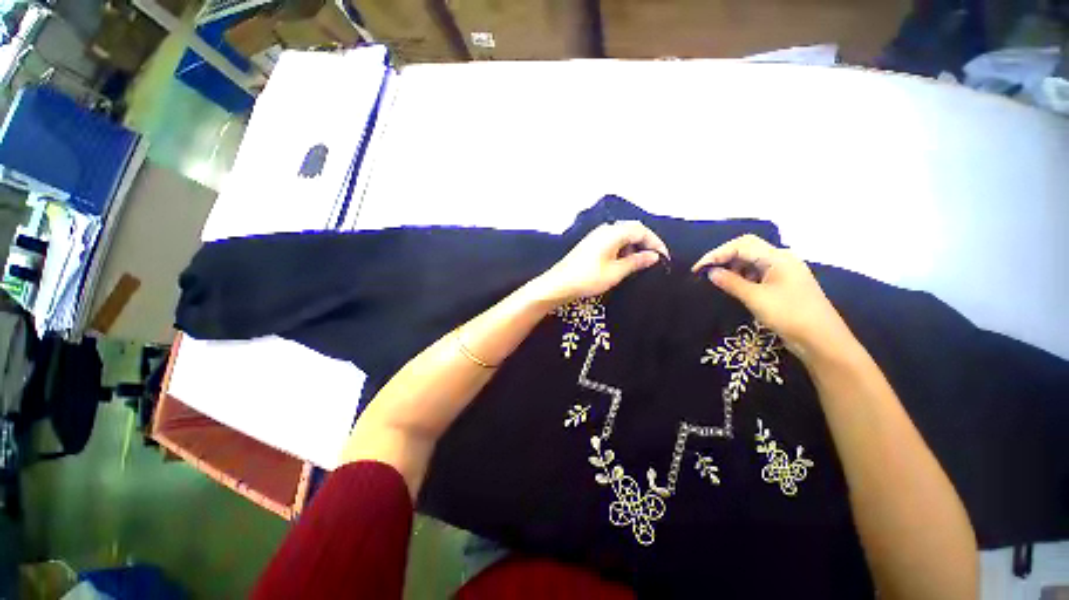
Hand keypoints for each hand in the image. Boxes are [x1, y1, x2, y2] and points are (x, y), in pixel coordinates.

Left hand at [531, 221, 668, 304]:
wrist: (559, 284)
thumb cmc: (588, 278)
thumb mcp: (616, 272)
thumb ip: (637, 261)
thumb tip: (654, 256)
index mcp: (613, 232)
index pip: (641, 230)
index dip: (655, 242)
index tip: (664, 257)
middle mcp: (605, 229)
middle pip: (632, 229)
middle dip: (645, 243)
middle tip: (653, 259)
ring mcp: (596, 235)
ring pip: (622, 234)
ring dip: (633, 246)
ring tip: (639, 263)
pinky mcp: (590, 243)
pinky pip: (612, 240)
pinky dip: (622, 248)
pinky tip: (622, 262)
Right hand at [692, 235, 855, 360]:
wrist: (822, 341)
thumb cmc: (790, 315)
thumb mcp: (755, 298)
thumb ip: (731, 282)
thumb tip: (711, 272)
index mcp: (778, 257)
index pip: (741, 245)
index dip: (716, 254)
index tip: (697, 269)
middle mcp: (781, 259)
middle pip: (746, 249)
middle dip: (723, 258)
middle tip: (704, 272)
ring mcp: (783, 272)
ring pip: (751, 261)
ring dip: (732, 268)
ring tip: (716, 280)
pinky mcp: (783, 285)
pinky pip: (757, 273)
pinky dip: (742, 277)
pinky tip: (733, 286)